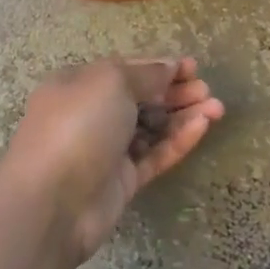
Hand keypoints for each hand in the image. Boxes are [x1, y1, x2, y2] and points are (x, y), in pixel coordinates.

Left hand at [4, 57, 224, 263]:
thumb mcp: (110, 82)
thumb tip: (168, 67)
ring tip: (216, 109)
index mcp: (78, 84)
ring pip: (151, 128)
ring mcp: (106, 150)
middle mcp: (90, 114)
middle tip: (206, 90)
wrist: (52, 202)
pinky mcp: (121, 181)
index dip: (159, 66)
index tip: (192, 67)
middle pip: (141, 98)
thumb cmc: (77, 126)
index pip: (125, 70)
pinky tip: (201, 128)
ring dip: (182, 116)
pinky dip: (177, 141)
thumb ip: (145, 74)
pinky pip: (154, 156)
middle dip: (175, 92)